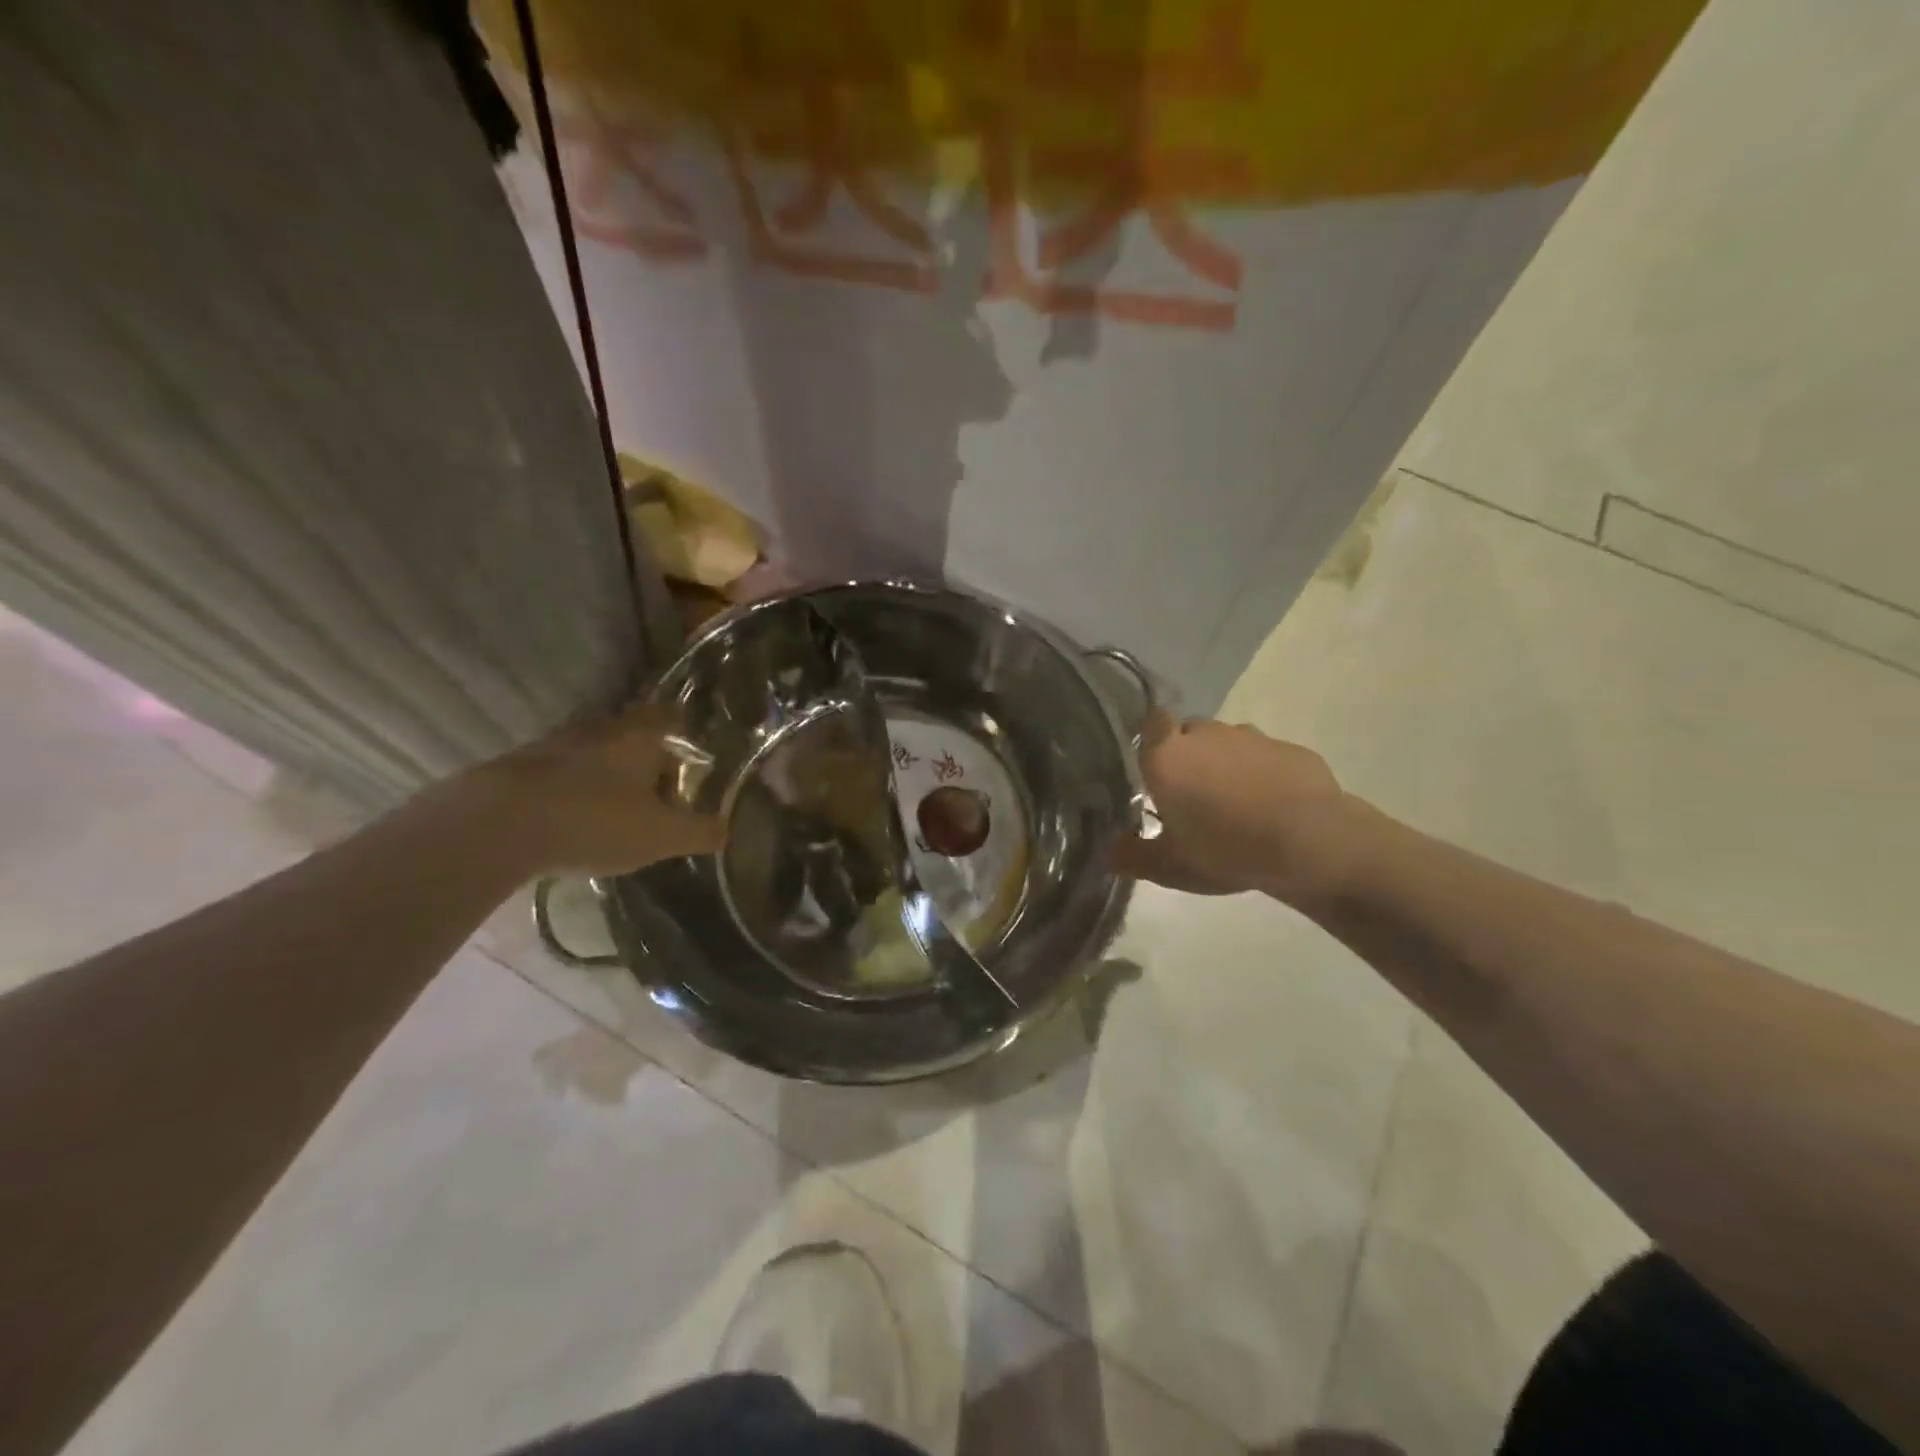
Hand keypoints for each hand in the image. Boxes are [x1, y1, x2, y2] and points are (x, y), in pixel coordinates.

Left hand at [459, 705, 726, 876]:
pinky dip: (579, 790)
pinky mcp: (523, 767)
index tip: (695, 757)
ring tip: (622, 811)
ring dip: (612, 776)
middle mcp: (602, 729)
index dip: (687, 733)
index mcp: (641, 736)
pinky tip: (579, 820)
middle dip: (650, 760)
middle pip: (635, 735)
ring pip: (598, 754)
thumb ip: (700, 832)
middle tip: (662, 792)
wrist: (498, 824)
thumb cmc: (596, 821)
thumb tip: (727, 829)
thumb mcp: (662, 836)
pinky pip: (566, 773)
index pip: (673, 718)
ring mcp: (558, 744)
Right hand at [1113, 715, 1356, 907]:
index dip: (1151, 737)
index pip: (1150, 722)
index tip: (1154, 764)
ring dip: (1225, 762)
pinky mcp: (1289, 748)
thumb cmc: (1225, 849)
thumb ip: (1133, 856)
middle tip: (1192, 793)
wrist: (1309, 842)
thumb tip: (1108, 853)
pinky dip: (1262, 773)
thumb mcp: (1171, 866)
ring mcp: (1251, 738)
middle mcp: (1205, 735)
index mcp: (1168, 757)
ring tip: (1234, 802)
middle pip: (1188, 732)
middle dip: (1188, 754)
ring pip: (1228, 742)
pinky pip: (1265, 756)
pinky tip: (1271, 805)